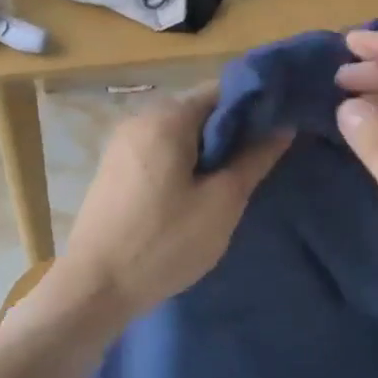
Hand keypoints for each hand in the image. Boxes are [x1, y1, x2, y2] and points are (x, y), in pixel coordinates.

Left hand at [51, 87, 292, 326]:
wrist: (94, 287)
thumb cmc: (163, 242)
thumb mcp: (222, 203)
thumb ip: (254, 159)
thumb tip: (283, 126)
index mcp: (167, 117)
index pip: (222, 91)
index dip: (255, 107)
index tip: (279, 131)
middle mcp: (141, 118)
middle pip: (199, 109)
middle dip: (231, 131)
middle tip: (259, 163)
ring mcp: (122, 142)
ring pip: (179, 132)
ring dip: (207, 149)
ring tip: (231, 181)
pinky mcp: (114, 167)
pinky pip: (159, 149)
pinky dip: (182, 161)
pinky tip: (195, 192)